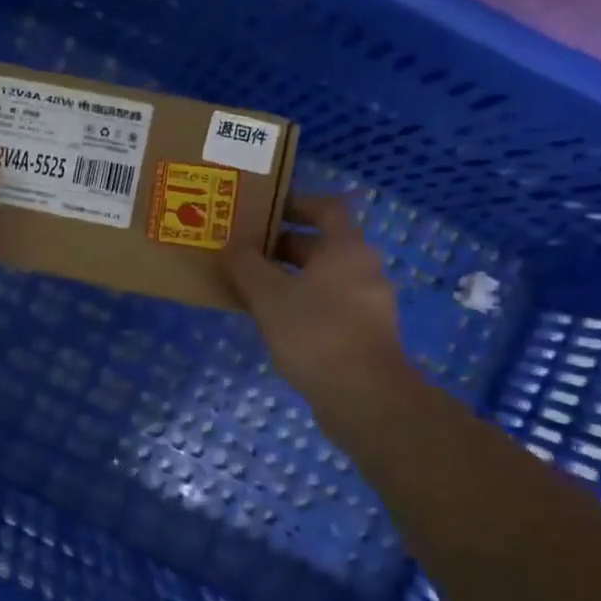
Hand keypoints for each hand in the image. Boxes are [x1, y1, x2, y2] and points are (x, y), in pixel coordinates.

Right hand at [224, 194, 426, 422]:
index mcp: (346, 248)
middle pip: (323, 244)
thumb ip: (246, 265)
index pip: (326, 208)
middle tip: (246, 250)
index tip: (264, 210)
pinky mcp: (365, 333)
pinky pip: (330, 304)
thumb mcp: (268, 296)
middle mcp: (364, 268)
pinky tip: (275, 320)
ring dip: (291, 276)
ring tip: (252, 286)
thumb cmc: (316, 333)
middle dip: (283, 245)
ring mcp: (369, 303)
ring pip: (325, 277)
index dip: (296, 203)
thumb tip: (231, 245)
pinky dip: (303, 303)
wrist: (364, 397)